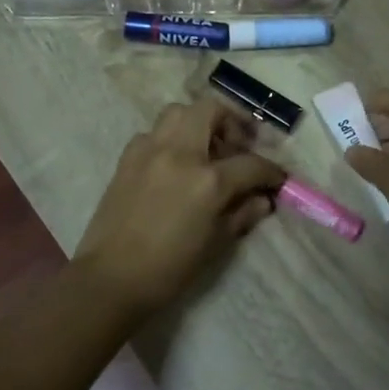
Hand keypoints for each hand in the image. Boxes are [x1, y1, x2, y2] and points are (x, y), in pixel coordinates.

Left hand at [73, 99, 284, 314]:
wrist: (111, 279)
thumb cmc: (169, 269)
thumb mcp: (216, 244)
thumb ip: (242, 214)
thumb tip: (263, 199)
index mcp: (208, 180)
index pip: (251, 163)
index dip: (271, 171)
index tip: (277, 179)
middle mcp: (180, 154)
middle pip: (211, 110)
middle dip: (232, 122)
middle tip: (239, 146)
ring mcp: (150, 151)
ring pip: (179, 112)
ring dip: (198, 122)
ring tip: (205, 148)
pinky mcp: (127, 158)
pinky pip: (153, 133)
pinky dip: (169, 139)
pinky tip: (172, 164)